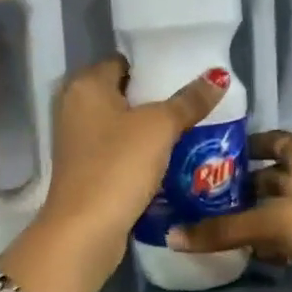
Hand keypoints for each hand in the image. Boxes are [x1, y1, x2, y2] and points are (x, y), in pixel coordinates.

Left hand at [28, 56, 227, 290]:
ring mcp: (77, 142)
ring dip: (151, 132)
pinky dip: (140, 155)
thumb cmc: (118, 166)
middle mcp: (74, 108)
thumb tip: (217, 76)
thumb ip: (189, 101)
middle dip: (157, 101)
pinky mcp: (85, 171)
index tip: (187, 78)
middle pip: (124, 95)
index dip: (154, 67)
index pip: (123, 62)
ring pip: (123, 127)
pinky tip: (170, 162)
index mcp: (85, 85)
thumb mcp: (160, 127)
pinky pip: (119, 152)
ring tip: (191, 132)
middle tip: (195, 106)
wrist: (86, 229)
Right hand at [166, 130, 291, 282]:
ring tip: (213, 224)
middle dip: (239, 187)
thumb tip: (171, 236)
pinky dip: (270, 239)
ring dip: (252, 216)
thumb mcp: (271, 221)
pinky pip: (289, 231)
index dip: (241, 146)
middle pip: (270, 175)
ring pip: (278, 205)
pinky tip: (247, 250)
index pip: (269, 139)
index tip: (208, 156)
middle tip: (200, 197)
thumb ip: (222, 229)